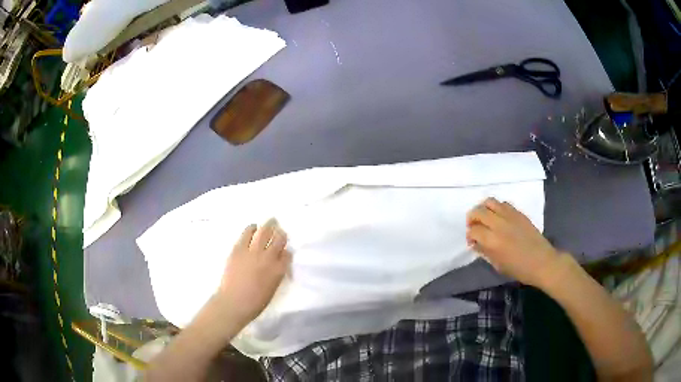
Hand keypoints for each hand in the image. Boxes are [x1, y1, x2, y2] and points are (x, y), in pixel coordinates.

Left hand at [215, 219, 291, 325]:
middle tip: (279, 228)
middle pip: (278, 238)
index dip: (285, 250)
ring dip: (267, 226)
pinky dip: (251, 229)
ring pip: (264, 231)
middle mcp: (268, 258)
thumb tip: (277, 263)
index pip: (287, 254)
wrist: (233, 302)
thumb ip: (277, 274)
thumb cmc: (255, 302)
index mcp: (279, 271)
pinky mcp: (238, 249)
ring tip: (267, 223)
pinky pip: (247, 233)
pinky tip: (252, 228)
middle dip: (280, 232)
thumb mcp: (273, 289)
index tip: (283, 250)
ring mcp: (253, 252)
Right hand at [466, 198, 562, 287]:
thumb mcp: (497, 265)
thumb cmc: (519, 269)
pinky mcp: (519, 213)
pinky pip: (503, 203)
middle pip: (478, 211)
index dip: (470, 235)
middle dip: (472, 218)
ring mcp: (510, 216)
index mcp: (492, 241)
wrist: (541, 262)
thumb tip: (476, 243)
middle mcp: (499, 224)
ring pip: (490, 202)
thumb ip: (484, 251)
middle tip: (474, 227)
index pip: (474, 230)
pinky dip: (497, 208)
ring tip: (485, 218)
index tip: (472, 241)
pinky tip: (499, 217)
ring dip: (483, 209)